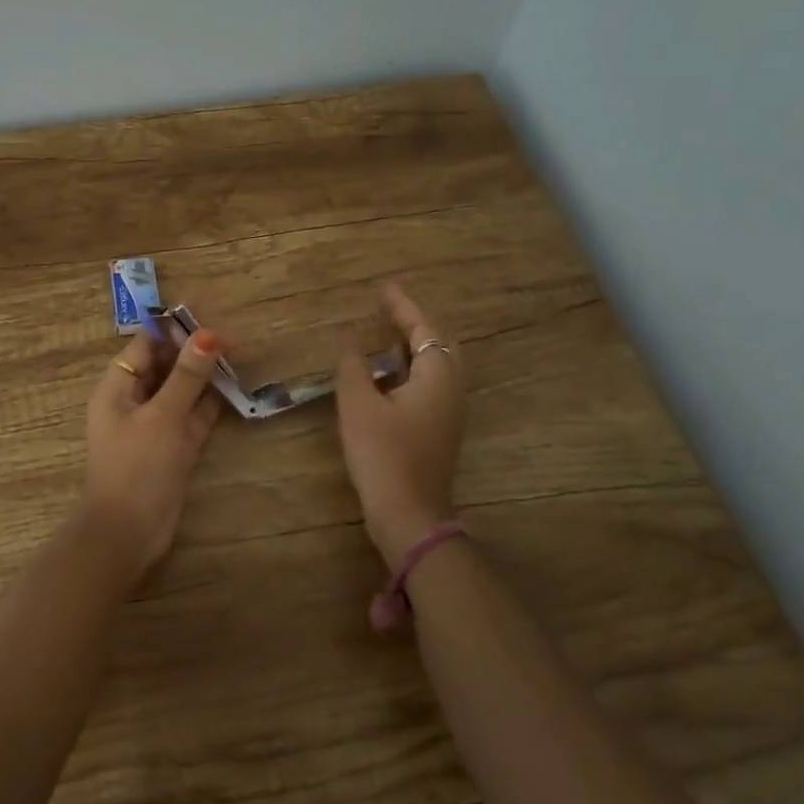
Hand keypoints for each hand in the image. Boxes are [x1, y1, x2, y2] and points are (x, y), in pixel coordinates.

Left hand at [84, 323, 224, 585]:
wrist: (128, 534)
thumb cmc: (138, 466)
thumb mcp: (164, 415)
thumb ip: (187, 375)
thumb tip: (209, 334)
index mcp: (117, 388)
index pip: (144, 347)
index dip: (173, 333)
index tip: (207, 322)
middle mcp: (133, 403)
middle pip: (164, 368)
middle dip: (192, 354)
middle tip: (230, 341)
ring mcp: (153, 428)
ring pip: (180, 393)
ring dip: (203, 379)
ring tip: (236, 360)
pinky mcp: (171, 450)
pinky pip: (191, 419)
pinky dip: (208, 407)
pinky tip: (232, 392)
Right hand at [335, 283, 465, 570]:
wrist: (407, 514)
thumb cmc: (383, 454)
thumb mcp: (358, 406)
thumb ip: (353, 369)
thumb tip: (351, 347)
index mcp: (437, 378)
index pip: (424, 329)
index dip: (403, 307)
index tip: (384, 289)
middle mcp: (452, 391)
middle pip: (440, 345)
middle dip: (416, 324)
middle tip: (388, 311)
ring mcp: (449, 414)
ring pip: (438, 367)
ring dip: (415, 347)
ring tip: (387, 336)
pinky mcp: (440, 432)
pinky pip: (431, 385)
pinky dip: (413, 369)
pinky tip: (389, 376)